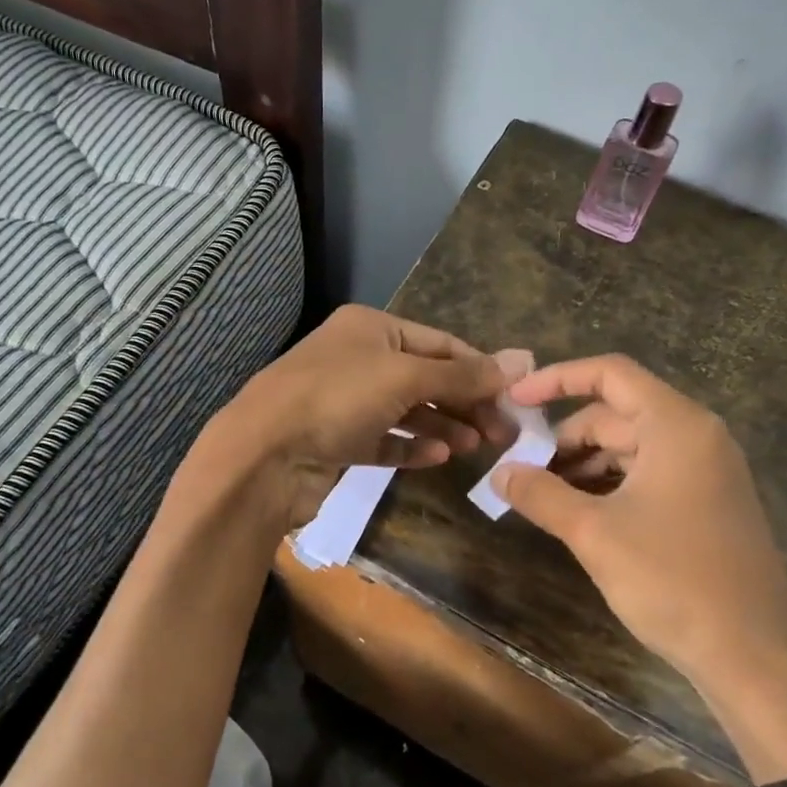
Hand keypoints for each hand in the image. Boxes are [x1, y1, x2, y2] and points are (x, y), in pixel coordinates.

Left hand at [210, 305, 530, 527]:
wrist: (263, 455)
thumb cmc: (336, 399)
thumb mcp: (405, 377)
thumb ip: (462, 375)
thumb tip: (523, 361)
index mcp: (371, 328)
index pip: (440, 343)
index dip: (479, 369)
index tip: (516, 398)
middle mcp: (357, 358)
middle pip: (426, 378)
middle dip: (465, 402)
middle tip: (503, 433)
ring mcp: (344, 401)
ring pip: (406, 411)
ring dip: (442, 426)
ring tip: (475, 446)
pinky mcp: (337, 441)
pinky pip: (384, 441)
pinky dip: (411, 447)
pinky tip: (438, 458)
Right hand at [491, 355, 786, 702]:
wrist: (754, 659)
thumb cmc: (671, 580)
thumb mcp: (593, 533)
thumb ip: (539, 493)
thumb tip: (498, 473)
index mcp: (676, 426)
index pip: (610, 374)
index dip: (556, 380)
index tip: (514, 403)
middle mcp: (698, 437)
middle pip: (616, 414)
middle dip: (564, 438)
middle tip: (522, 471)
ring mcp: (709, 471)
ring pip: (631, 447)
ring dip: (584, 465)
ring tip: (545, 498)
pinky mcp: (710, 504)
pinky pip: (650, 474)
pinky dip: (611, 484)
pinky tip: (582, 515)